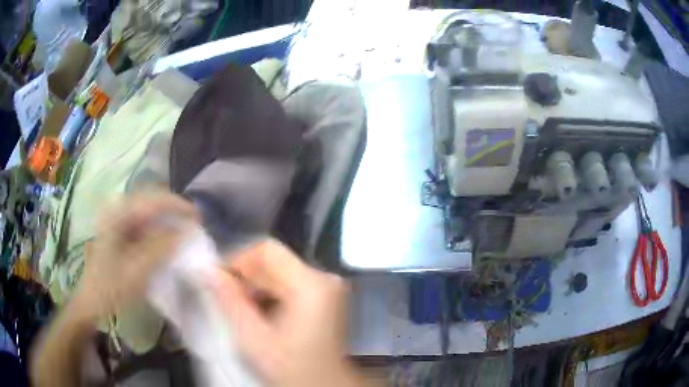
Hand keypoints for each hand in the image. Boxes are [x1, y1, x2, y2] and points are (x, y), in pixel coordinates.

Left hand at [73, 193, 197, 321]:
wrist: (91, 300)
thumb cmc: (110, 288)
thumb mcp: (136, 272)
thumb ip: (160, 250)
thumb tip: (185, 232)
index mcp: (117, 215)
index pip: (152, 200)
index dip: (177, 206)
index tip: (198, 218)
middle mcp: (117, 209)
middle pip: (151, 199)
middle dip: (173, 209)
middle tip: (193, 223)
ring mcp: (117, 217)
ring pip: (148, 208)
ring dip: (167, 217)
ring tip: (184, 229)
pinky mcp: (119, 228)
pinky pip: (143, 220)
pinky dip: (158, 226)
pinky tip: (166, 237)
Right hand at [208, 240, 366, 386]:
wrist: (324, 386)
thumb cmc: (291, 367)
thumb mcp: (254, 337)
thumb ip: (229, 300)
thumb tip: (207, 270)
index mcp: (311, 284)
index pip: (267, 250)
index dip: (237, 259)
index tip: (218, 279)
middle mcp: (324, 278)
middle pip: (275, 262)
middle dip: (245, 276)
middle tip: (224, 296)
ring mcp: (327, 288)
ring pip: (280, 273)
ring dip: (255, 287)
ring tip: (240, 309)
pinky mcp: (326, 298)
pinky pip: (290, 285)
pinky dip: (270, 295)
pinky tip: (259, 314)